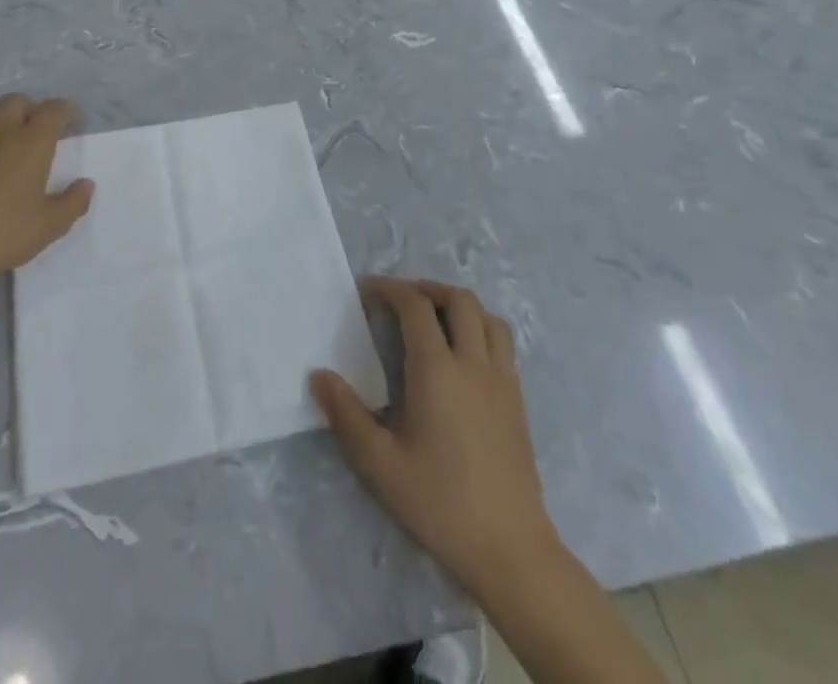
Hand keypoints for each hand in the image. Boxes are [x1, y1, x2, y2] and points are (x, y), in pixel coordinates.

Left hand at [0, 95, 92, 289]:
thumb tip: (85, 184)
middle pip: (17, 101)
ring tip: (8, 136)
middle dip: (33, 109)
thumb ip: (73, 202)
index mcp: (32, 141)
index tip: (75, 122)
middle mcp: (1, 132)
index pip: (54, 109)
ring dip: (1, 116)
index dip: (68, 110)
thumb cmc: (2, 232)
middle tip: (41, 130)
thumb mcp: (50, 225)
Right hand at [311, 278, 562, 601]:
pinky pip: (503, 343)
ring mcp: (502, 380)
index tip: (367, 290)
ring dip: (459, 305)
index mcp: (437, 371)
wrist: (510, 549)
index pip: (415, 306)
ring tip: (435, 318)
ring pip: (487, 316)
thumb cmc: (439, 503)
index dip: (390, 289)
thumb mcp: (380, 464)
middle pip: (458, 299)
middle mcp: (473, 363)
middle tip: (401, 300)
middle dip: (427, 288)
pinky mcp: (518, 400)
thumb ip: (346, 415)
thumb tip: (318, 375)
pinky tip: (464, 356)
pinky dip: (481, 328)